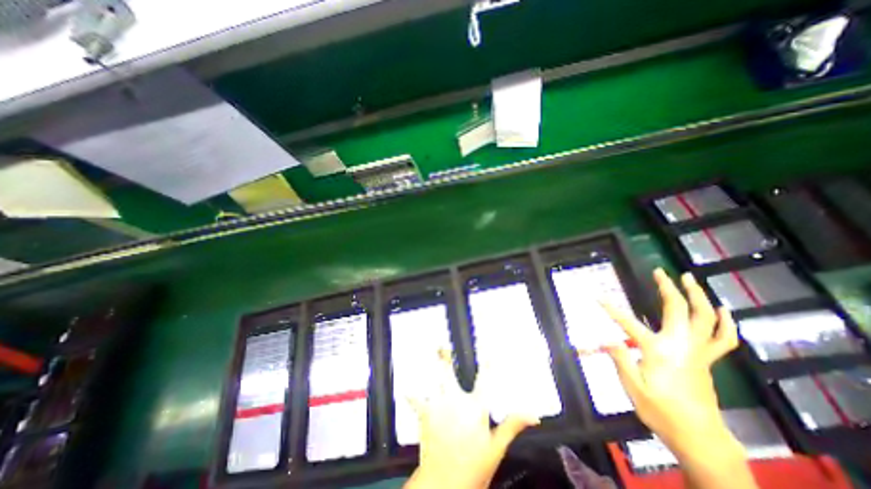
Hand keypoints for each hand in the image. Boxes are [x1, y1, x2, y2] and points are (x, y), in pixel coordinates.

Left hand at [407, 349, 541, 487]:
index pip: (484, 380)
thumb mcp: (496, 448)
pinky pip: (416, 399)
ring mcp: (439, 404)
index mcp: (475, 406)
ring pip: (434, 378)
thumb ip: (512, 426)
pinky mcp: (425, 413)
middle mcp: (456, 399)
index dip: (487, 365)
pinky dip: (411, 393)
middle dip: (445, 357)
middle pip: (450, 373)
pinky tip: (406, 387)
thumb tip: (533, 414)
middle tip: (441, 345)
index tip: (489, 353)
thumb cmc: (473, 468)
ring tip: (430, 352)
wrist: (444, 484)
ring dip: (432, 366)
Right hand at [604, 269, 736, 455]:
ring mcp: (698, 351)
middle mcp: (681, 345)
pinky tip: (723, 310)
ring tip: (690, 279)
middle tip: (660, 272)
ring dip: (698, 296)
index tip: (597, 297)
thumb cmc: (661, 411)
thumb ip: (620, 357)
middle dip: (669, 288)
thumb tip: (606, 337)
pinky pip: (723, 338)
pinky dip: (725, 322)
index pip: (628, 322)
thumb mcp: (632, 386)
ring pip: (706, 318)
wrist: (699, 438)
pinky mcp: (708, 360)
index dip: (610, 308)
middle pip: (679, 310)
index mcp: (658, 350)